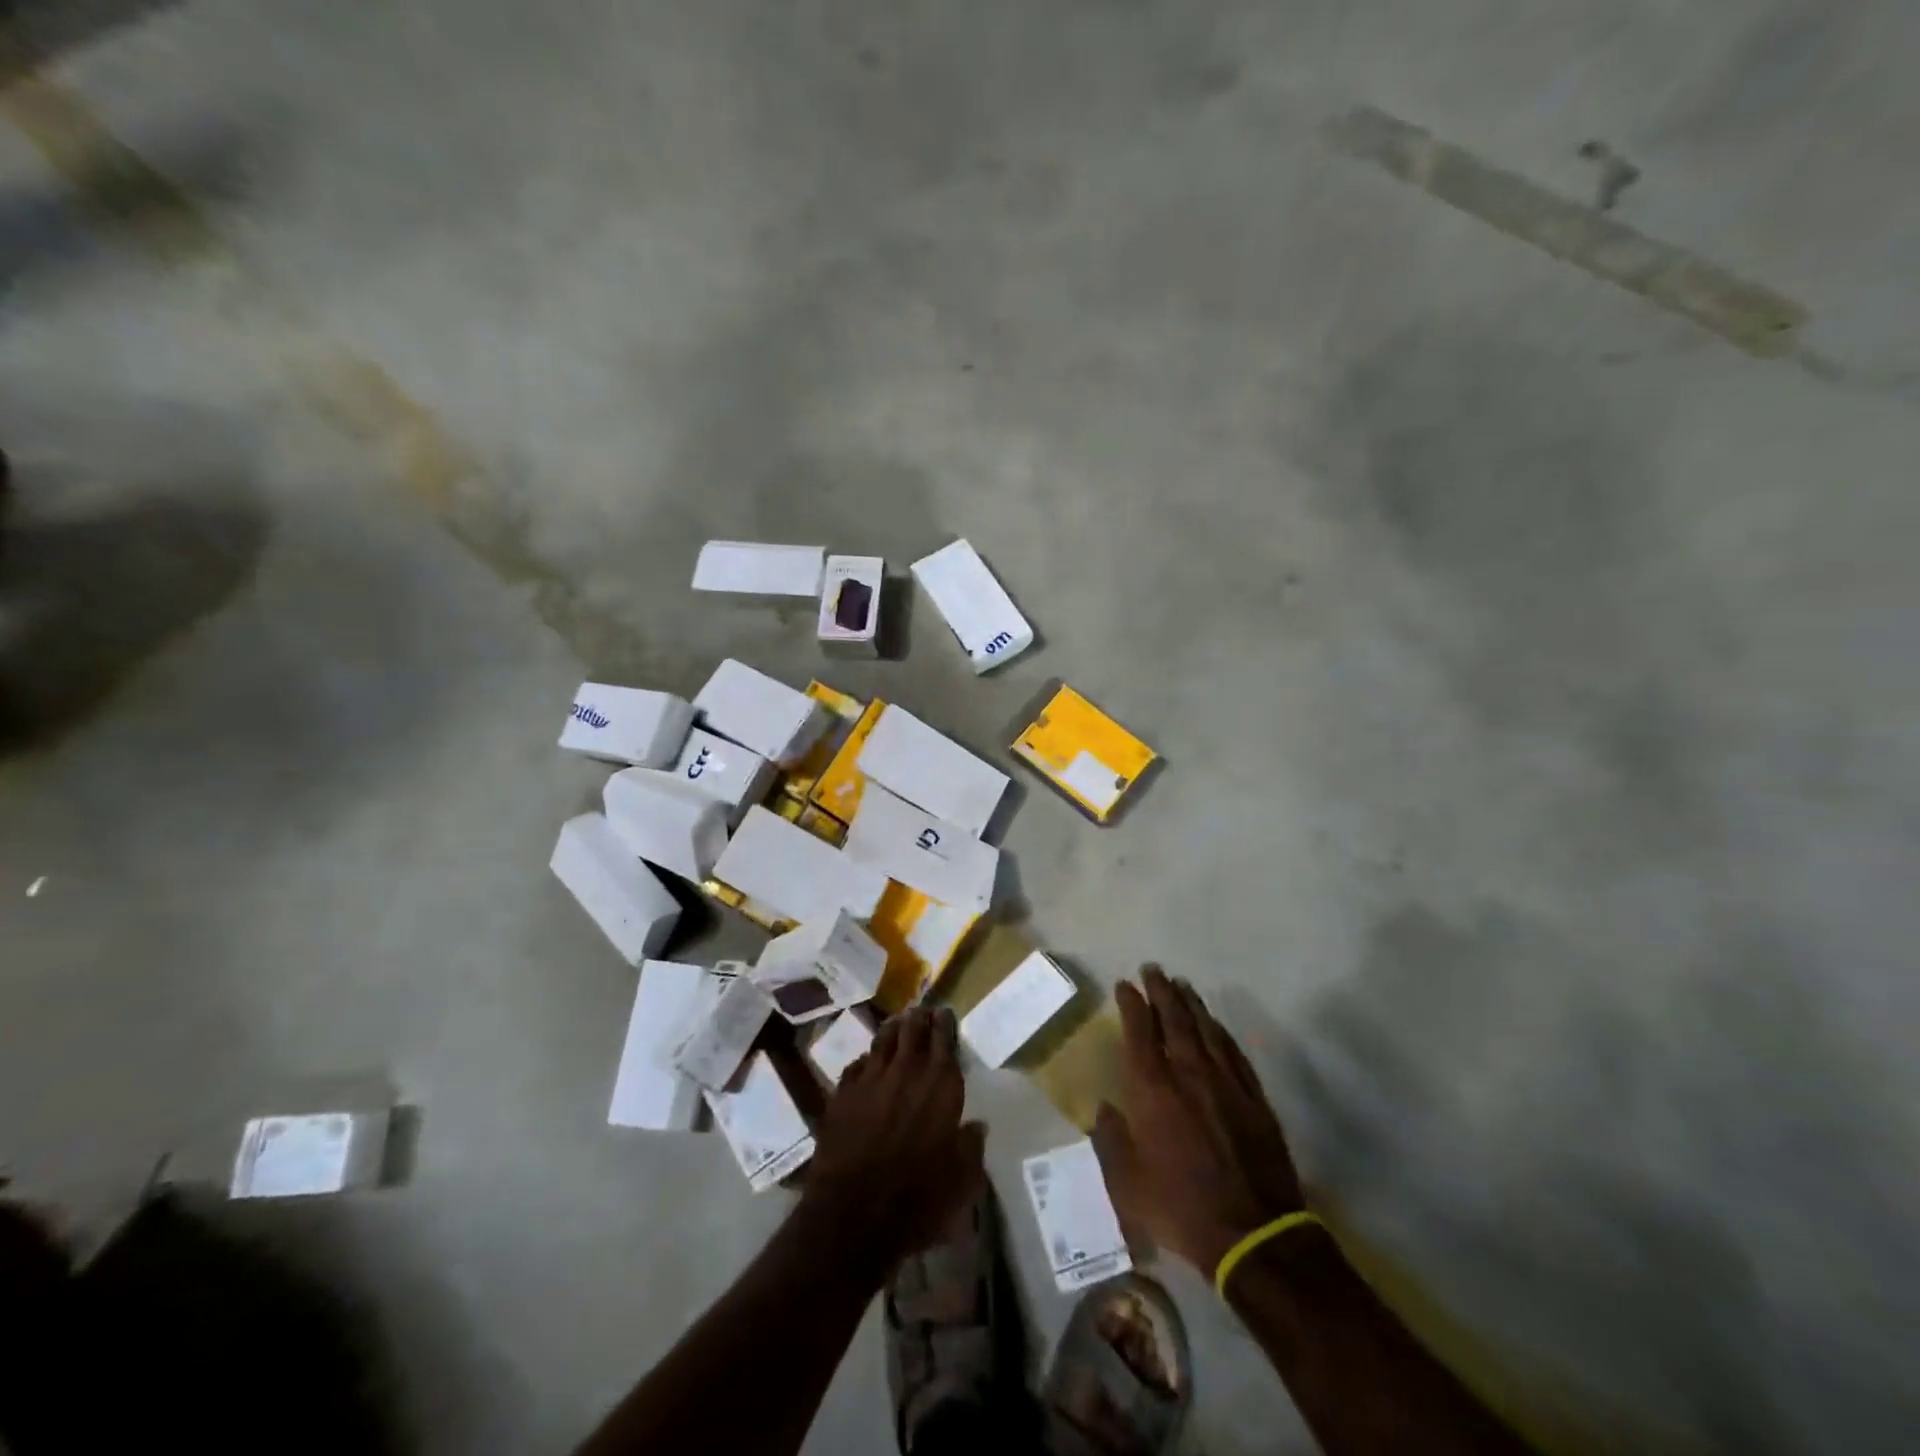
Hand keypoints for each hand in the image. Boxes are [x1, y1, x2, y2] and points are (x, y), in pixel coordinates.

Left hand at [800, 1005, 985, 1274]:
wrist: (854, 1214)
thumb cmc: (918, 1198)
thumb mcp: (961, 1180)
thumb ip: (971, 1146)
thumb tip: (977, 1126)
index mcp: (940, 1084)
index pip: (944, 1038)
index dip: (945, 1023)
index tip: (945, 1013)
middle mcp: (906, 1071)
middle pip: (912, 1030)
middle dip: (918, 1018)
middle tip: (922, 1012)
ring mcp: (870, 1078)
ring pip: (882, 1040)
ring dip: (892, 1029)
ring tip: (897, 1023)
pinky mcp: (842, 1094)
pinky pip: (856, 1065)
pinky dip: (866, 1061)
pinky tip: (866, 1063)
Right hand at [1093, 966, 1304, 1275]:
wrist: (1253, 1235)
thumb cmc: (1180, 1208)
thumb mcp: (1127, 1185)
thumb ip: (1110, 1141)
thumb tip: (1105, 1109)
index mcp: (1153, 1090)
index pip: (1140, 1033)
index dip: (1132, 1004)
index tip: (1125, 984)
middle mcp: (1188, 1075)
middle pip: (1174, 1020)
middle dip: (1161, 992)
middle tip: (1153, 970)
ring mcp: (1225, 1084)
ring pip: (1206, 1030)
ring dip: (1191, 1004)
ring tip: (1181, 985)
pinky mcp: (1253, 1099)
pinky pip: (1233, 1052)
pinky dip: (1221, 1032)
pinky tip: (1216, 1025)